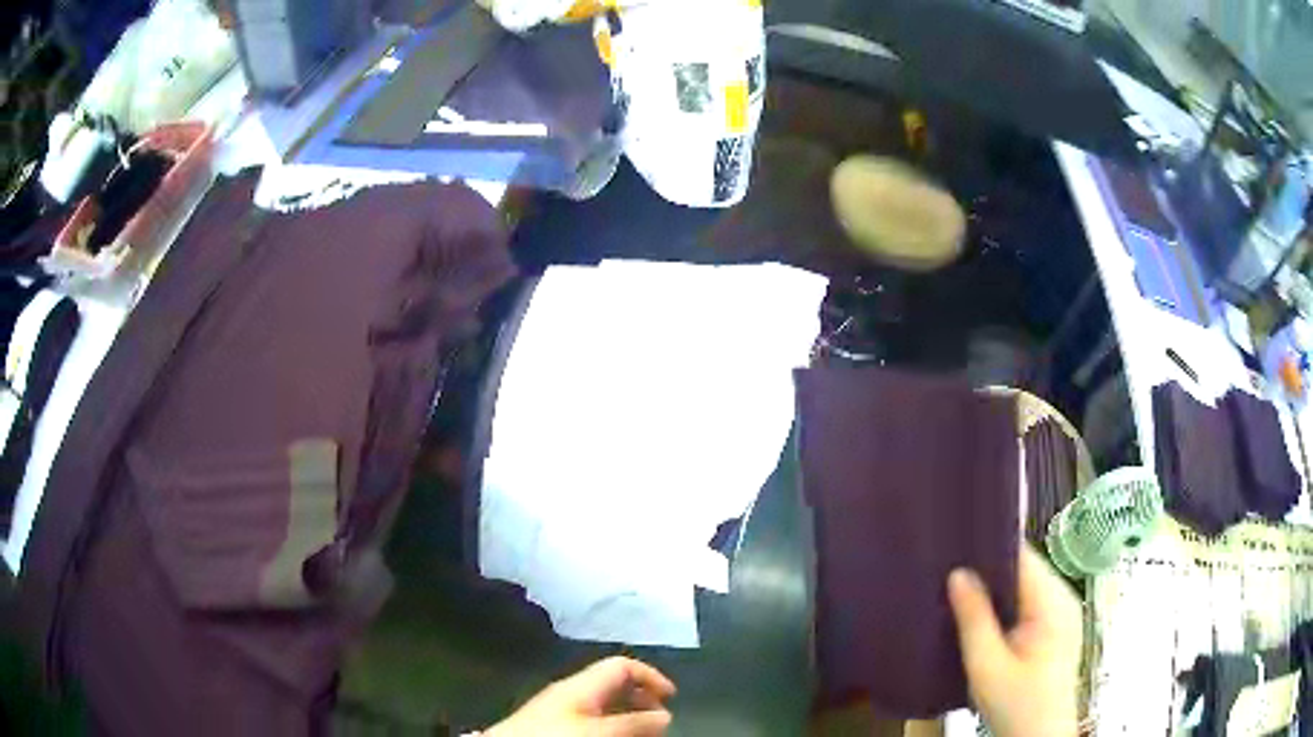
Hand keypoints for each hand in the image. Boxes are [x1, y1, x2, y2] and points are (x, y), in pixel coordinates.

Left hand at [486, 656, 676, 736]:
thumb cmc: (553, 736)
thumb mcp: (599, 731)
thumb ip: (633, 723)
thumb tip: (666, 715)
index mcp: (581, 684)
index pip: (622, 665)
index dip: (651, 676)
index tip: (672, 697)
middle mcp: (571, 691)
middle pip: (614, 685)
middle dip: (642, 700)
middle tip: (661, 722)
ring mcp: (559, 708)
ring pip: (603, 705)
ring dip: (628, 716)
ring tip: (643, 734)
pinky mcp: (550, 724)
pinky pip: (590, 718)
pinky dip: (610, 725)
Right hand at [948, 546, 1082, 736]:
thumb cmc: (1015, 705)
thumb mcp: (986, 667)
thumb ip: (974, 619)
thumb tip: (958, 573)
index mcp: (1053, 602)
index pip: (1021, 556)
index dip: (989, 547)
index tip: (954, 546)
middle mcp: (1063, 598)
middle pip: (1024, 569)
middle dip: (988, 571)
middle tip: (948, 575)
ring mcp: (1063, 612)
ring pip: (1025, 586)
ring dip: (996, 590)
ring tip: (958, 592)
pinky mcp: (1057, 627)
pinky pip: (1029, 602)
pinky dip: (1006, 605)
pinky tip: (982, 617)